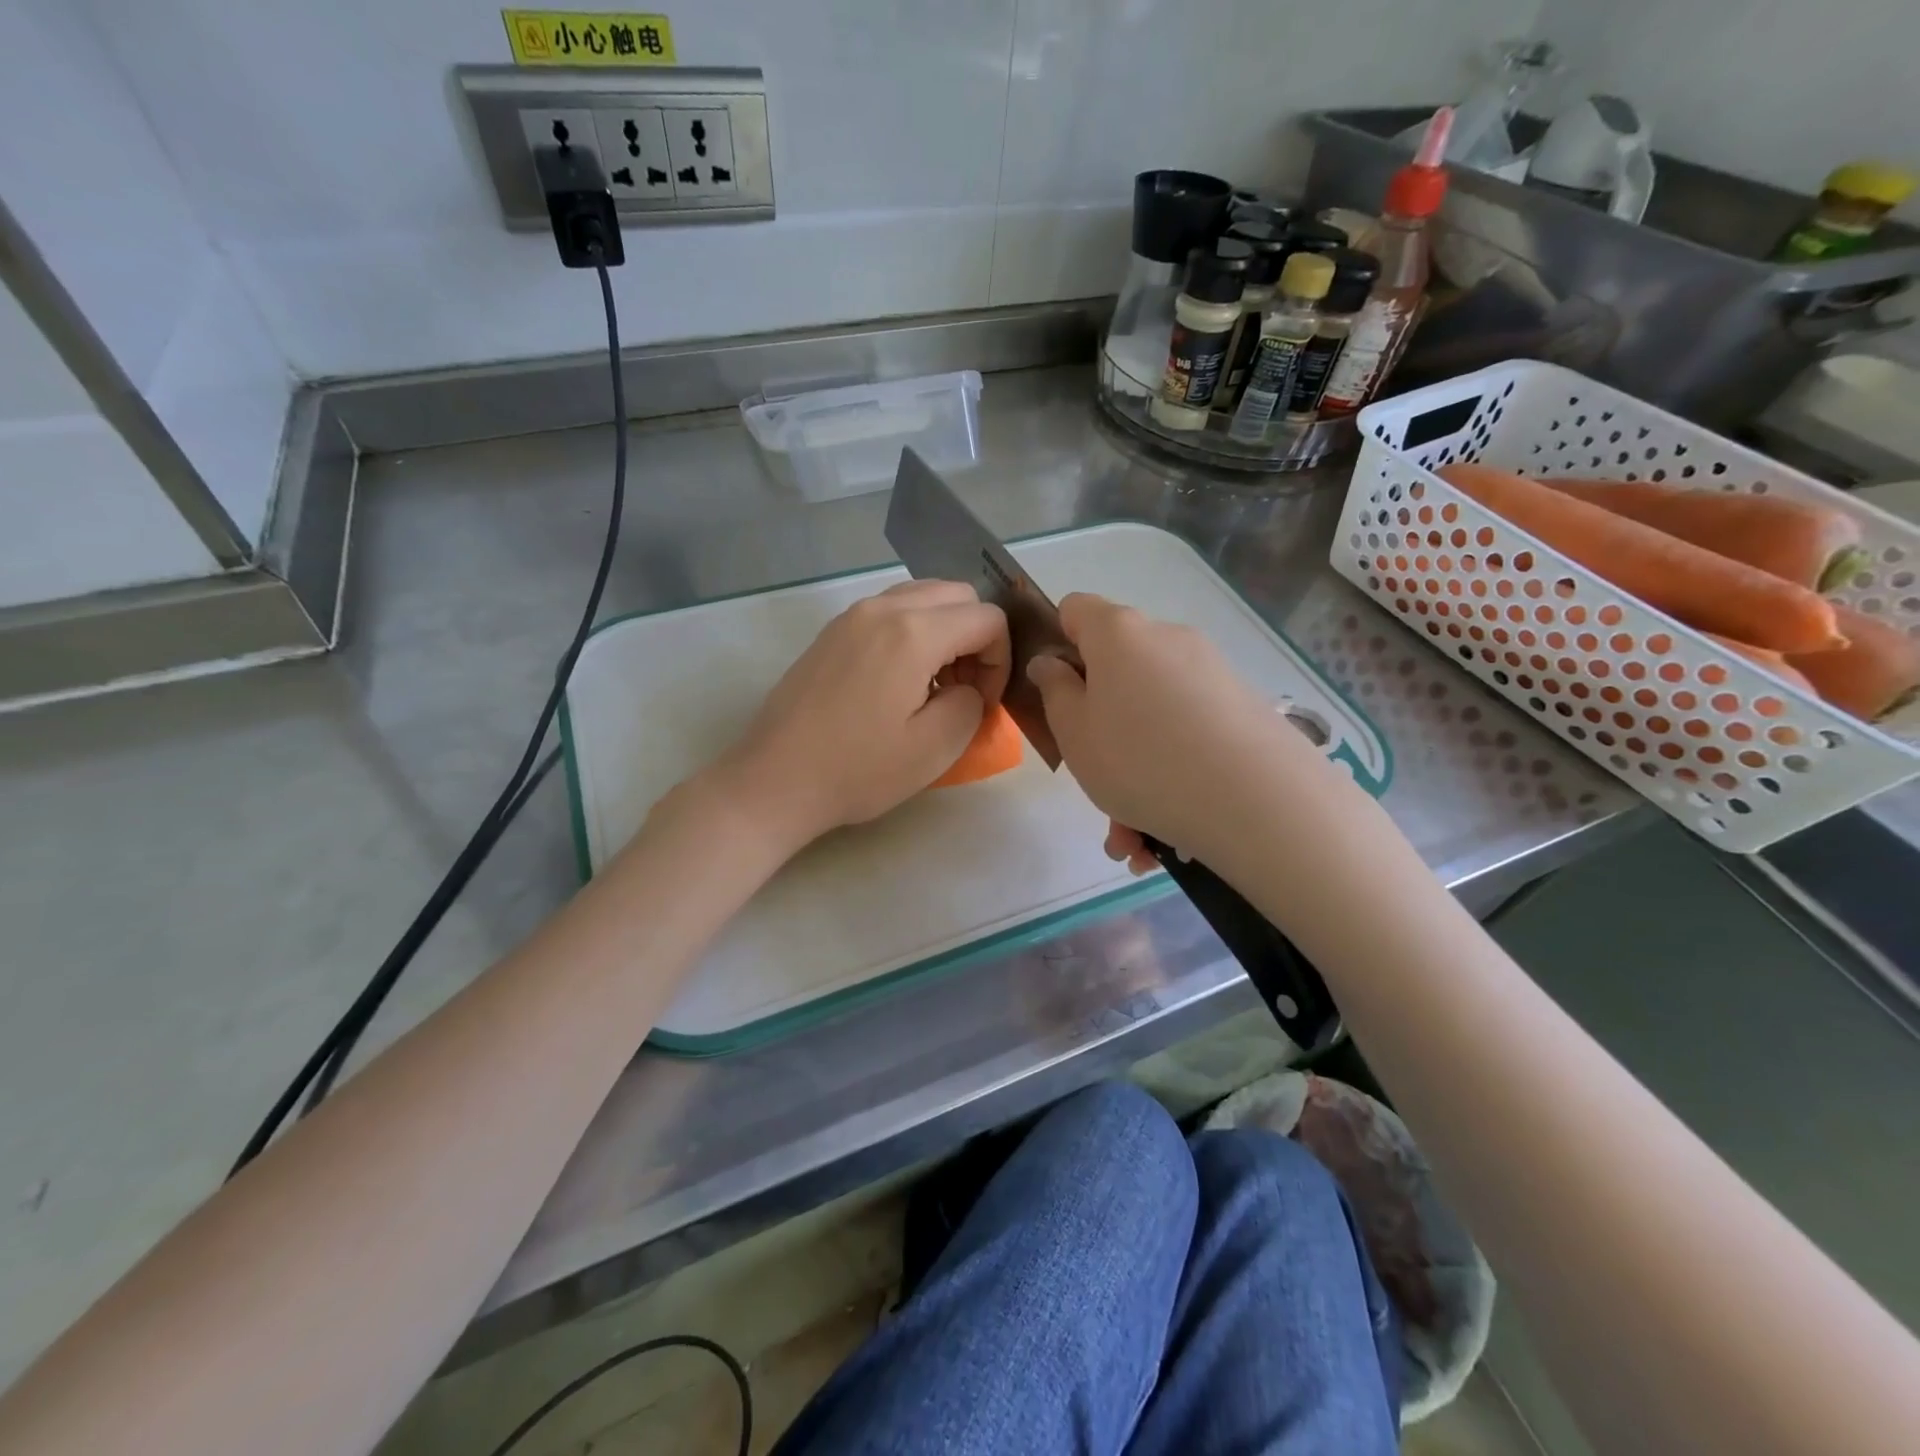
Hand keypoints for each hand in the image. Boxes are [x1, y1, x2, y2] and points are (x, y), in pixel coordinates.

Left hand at [704, 580, 1008, 850]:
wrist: (775, 780)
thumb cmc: (858, 770)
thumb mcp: (936, 748)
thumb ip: (972, 704)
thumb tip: (967, 687)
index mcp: (913, 632)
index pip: (987, 618)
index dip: (999, 660)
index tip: (983, 702)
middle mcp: (882, 608)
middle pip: (957, 594)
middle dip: (975, 637)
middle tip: (963, 689)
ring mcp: (851, 616)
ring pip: (922, 597)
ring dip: (944, 631)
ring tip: (932, 685)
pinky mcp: (831, 633)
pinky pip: (890, 612)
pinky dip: (912, 632)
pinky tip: (898, 682)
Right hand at [1027, 593, 1317, 866]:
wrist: (1257, 800)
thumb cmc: (1140, 760)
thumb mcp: (1074, 733)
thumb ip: (1054, 691)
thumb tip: (1052, 663)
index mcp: (1118, 634)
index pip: (1075, 610)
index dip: (1058, 644)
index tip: (1057, 693)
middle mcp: (1167, 638)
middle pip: (1118, 670)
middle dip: (1101, 726)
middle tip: (1097, 782)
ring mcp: (1210, 671)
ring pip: (1154, 715)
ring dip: (1136, 770)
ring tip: (1134, 839)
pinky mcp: (1243, 706)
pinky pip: (1189, 733)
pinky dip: (1173, 774)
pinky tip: (1168, 837)